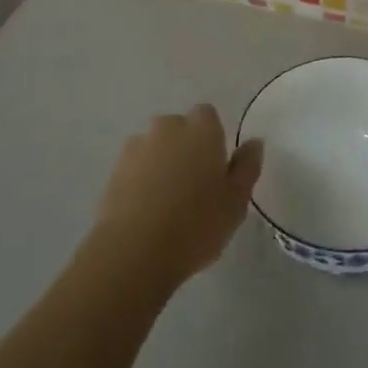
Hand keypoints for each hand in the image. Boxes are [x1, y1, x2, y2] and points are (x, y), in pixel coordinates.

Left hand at [91, 105, 262, 288]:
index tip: (216, 168)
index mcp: (201, 129)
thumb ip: (247, 167)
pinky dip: (140, 181)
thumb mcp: (236, 202)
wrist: (134, 251)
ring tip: (166, 203)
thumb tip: (254, 143)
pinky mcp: (114, 170)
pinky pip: (135, 168)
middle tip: (193, 187)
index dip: (212, 138)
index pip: (208, 116)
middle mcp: (167, 127)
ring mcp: (137, 146)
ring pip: (155, 147)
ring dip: (161, 163)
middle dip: (185, 148)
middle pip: (179, 129)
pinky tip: (146, 212)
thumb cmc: (196, 224)